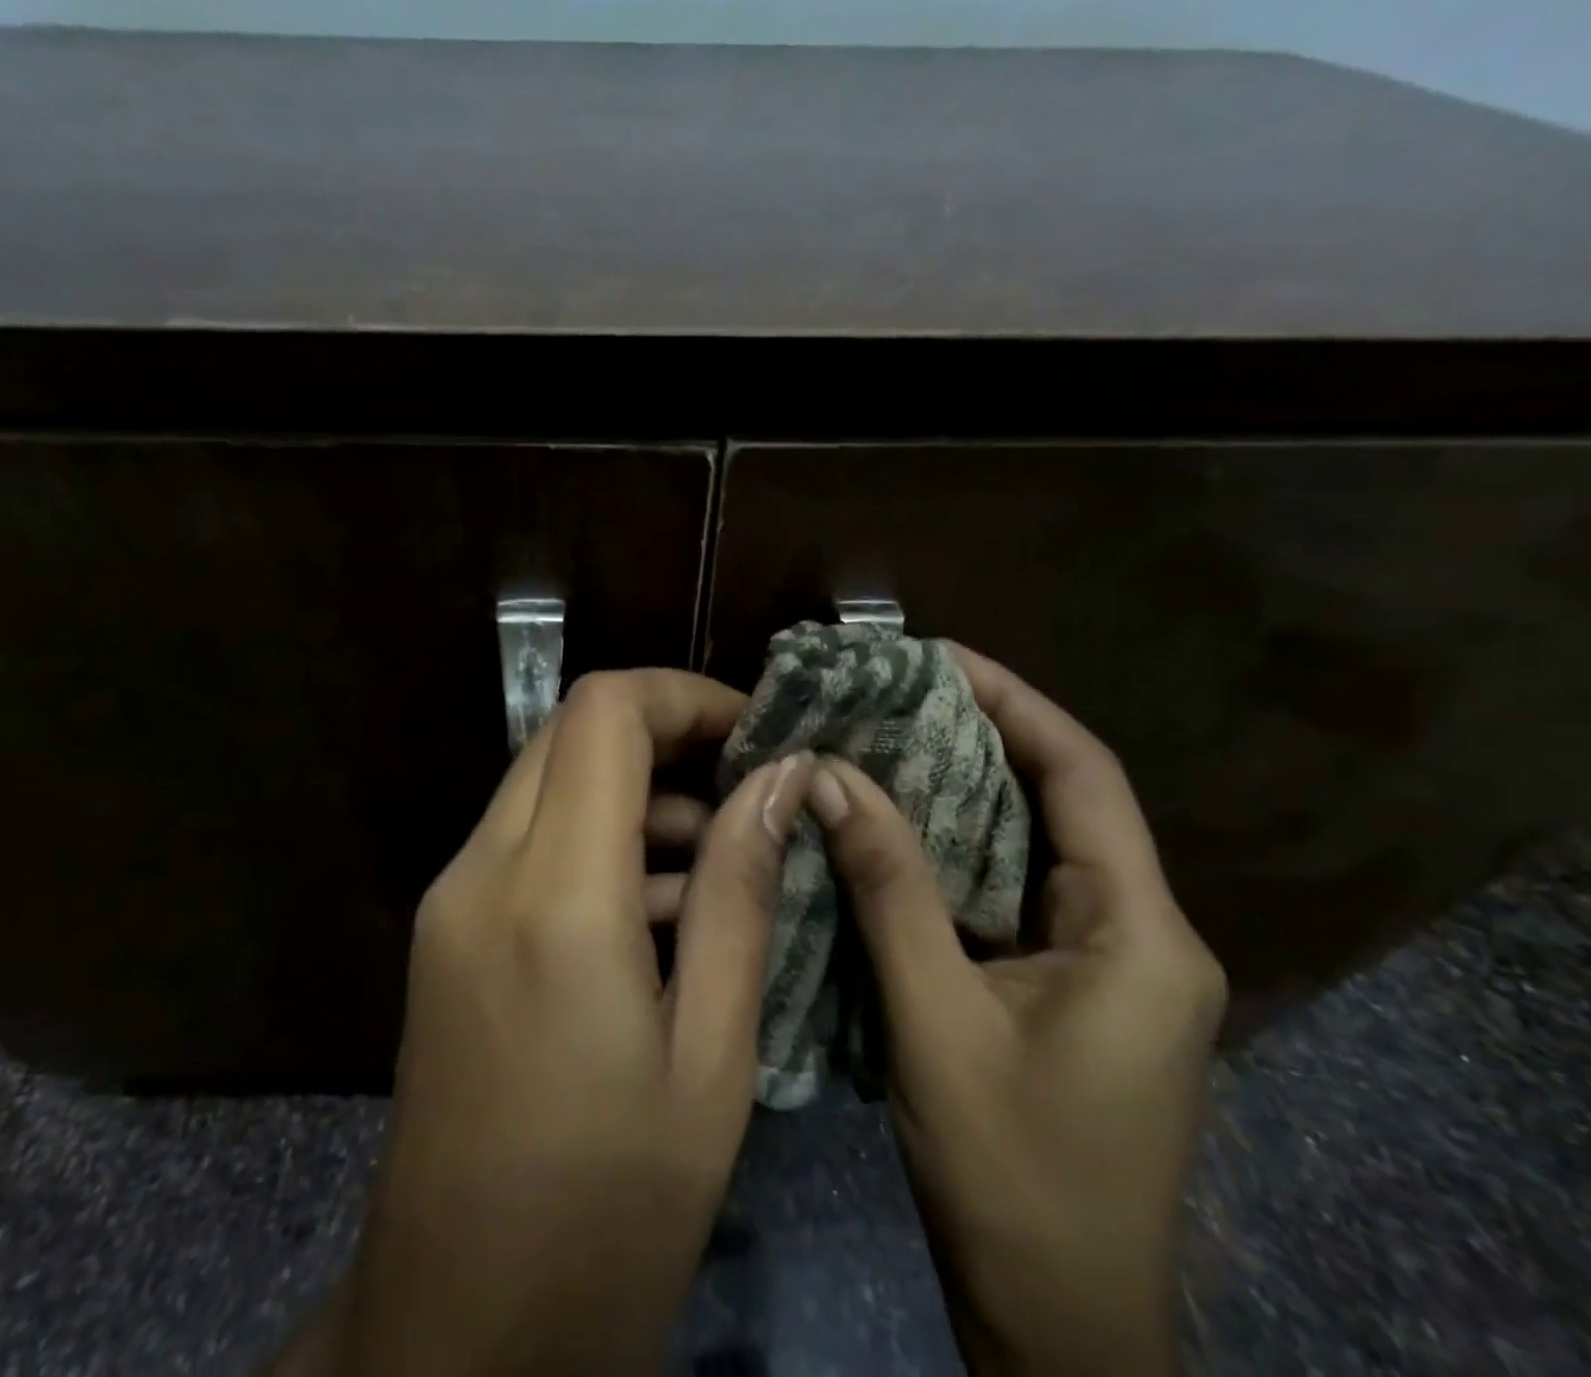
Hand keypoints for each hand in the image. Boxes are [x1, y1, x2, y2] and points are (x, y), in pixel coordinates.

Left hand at [282, 670, 815, 1375]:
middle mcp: (482, 871)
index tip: (754, 732)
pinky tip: (657, 907)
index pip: (603, 712)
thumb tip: (781, 779)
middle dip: (663, 731)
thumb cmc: (609, 1212)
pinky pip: (526, 838)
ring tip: (716, 854)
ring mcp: (450, 898)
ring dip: (633, 788)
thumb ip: (739, 894)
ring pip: (547, 779)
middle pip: (569, 731)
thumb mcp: (711, 1053)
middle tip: (745, 780)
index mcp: (553, 897)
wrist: (457, 1334)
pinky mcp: (445, 929)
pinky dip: (596, 836)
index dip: (684, 695)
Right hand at [809, 646, 1225, 1376]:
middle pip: (1062, 800)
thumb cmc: (1010, 1171)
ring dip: (963, 790)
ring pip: (1032, 844)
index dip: (1014, 703)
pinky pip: (1012, 889)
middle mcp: (1138, 932)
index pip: (1083, 776)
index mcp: (1138, 932)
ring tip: (884, 737)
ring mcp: (1106, 961)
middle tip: (894, 692)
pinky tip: (896, 826)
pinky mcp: (1069, 983)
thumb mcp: (935, 1016)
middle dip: (981, 736)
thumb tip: (830, 776)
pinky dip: (956, 848)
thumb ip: (887, 887)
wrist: (1057, 1319)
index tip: (939, 658)